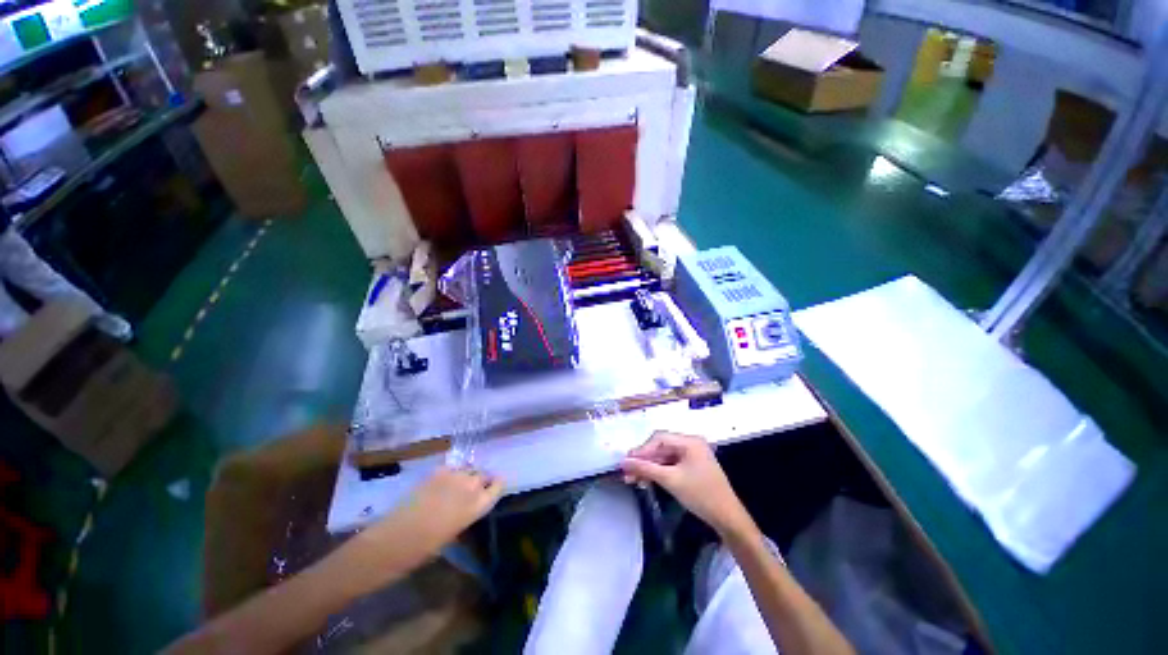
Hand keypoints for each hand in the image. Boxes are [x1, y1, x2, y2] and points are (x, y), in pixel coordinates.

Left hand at [365, 467, 502, 562]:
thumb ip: (466, 514)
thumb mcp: (454, 533)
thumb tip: (465, 508)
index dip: (495, 485)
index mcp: (479, 505)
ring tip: (455, 484)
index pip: (498, 485)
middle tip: (469, 489)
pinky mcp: (438, 470)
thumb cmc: (427, 547)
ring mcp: (455, 475)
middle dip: (480, 479)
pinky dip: (449, 473)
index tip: (491, 488)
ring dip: (465, 474)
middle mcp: (472, 486)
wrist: (398, 537)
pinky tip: (440, 483)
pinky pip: (451, 467)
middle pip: (484, 474)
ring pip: (468, 468)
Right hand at [622, 432, 753, 537]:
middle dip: (644, 460)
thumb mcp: (670, 480)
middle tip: (627, 472)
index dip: (642, 449)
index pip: (659, 438)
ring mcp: (693, 455)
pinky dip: (660, 472)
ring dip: (650, 467)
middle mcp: (691, 444)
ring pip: (665, 457)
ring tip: (633, 479)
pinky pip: (672, 465)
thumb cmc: (700, 495)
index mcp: (689, 441)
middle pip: (661, 447)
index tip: (627, 462)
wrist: (728, 519)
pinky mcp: (693, 467)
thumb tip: (624, 462)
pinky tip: (648, 480)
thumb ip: (646, 468)